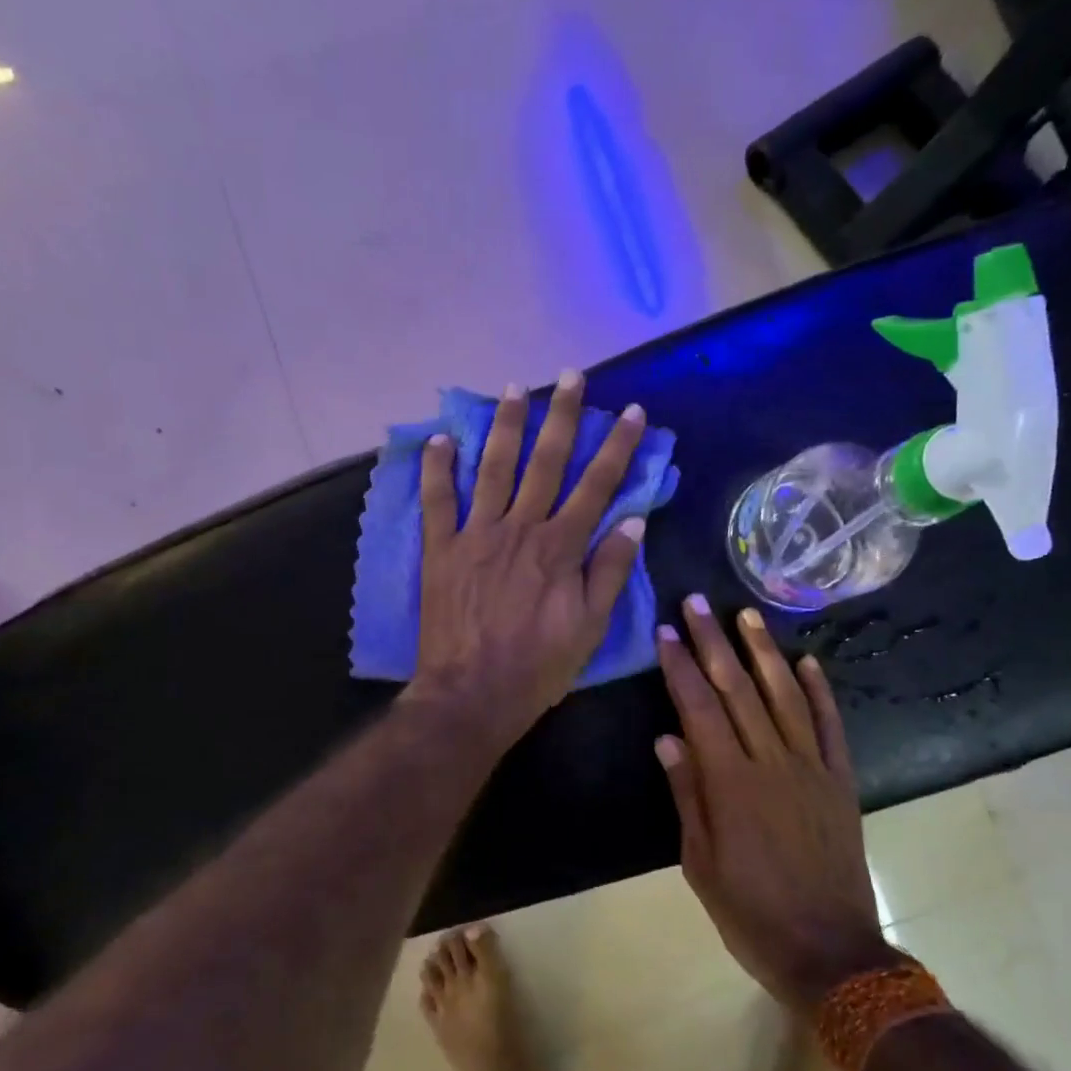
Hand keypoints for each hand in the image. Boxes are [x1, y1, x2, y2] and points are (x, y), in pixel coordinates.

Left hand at [405, 371, 647, 754]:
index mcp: (560, 548)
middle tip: (572, 377)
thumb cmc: (538, 666)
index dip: (617, 448)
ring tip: (515, 388)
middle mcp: (520, 529)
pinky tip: (440, 438)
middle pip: (546, 463)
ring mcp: (476, 535)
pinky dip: (437, 469)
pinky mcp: (441, 550)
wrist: (472, 694)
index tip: (632, 412)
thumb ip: (609, 570)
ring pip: (493, 469)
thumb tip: (633, 520)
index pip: (597, 486)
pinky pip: (438, 501)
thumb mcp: (590, 626)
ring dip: (506, 426)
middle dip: (563, 417)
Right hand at [655, 596, 892, 1011]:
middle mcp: (771, 762)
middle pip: (739, 689)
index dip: (681, 667)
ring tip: (746, 614)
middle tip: (698, 602)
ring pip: (785, 696)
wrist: (830, 952)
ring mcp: (812, 768)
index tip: (666, 632)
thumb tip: (667, 737)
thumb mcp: (700, 862)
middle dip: (714, 642)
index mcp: (730, 783)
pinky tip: (808, 661)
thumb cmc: (750, 912)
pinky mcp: (841, 781)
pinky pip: (831, 726)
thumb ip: (686, 794)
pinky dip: (820, 691)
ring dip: (764, 652)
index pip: (700, 708)